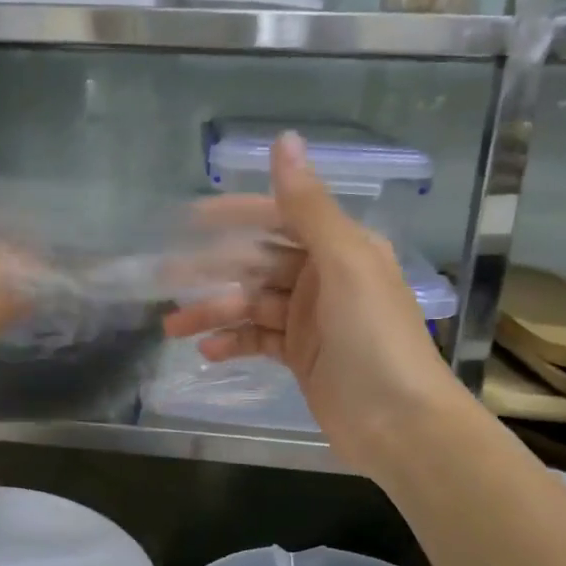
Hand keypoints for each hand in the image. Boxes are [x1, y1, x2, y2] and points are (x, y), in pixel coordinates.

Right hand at [163, 132, 471, 479]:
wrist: (400, 425)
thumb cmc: (374, 338)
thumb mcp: (344, 264)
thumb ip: (308, 206)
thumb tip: (285, 139)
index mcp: (340, 247)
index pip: (279, 218)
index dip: (234, 216)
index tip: (188, 220)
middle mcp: (325, 276)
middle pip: (258, 263)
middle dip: (213, 271)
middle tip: (165, 278)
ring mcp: (312, 319)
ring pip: (251, 304)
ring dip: (213, 312)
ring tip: (172, 326)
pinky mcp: (301, 356)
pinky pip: (258, 339)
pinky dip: (233, 342)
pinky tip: (207, 351)